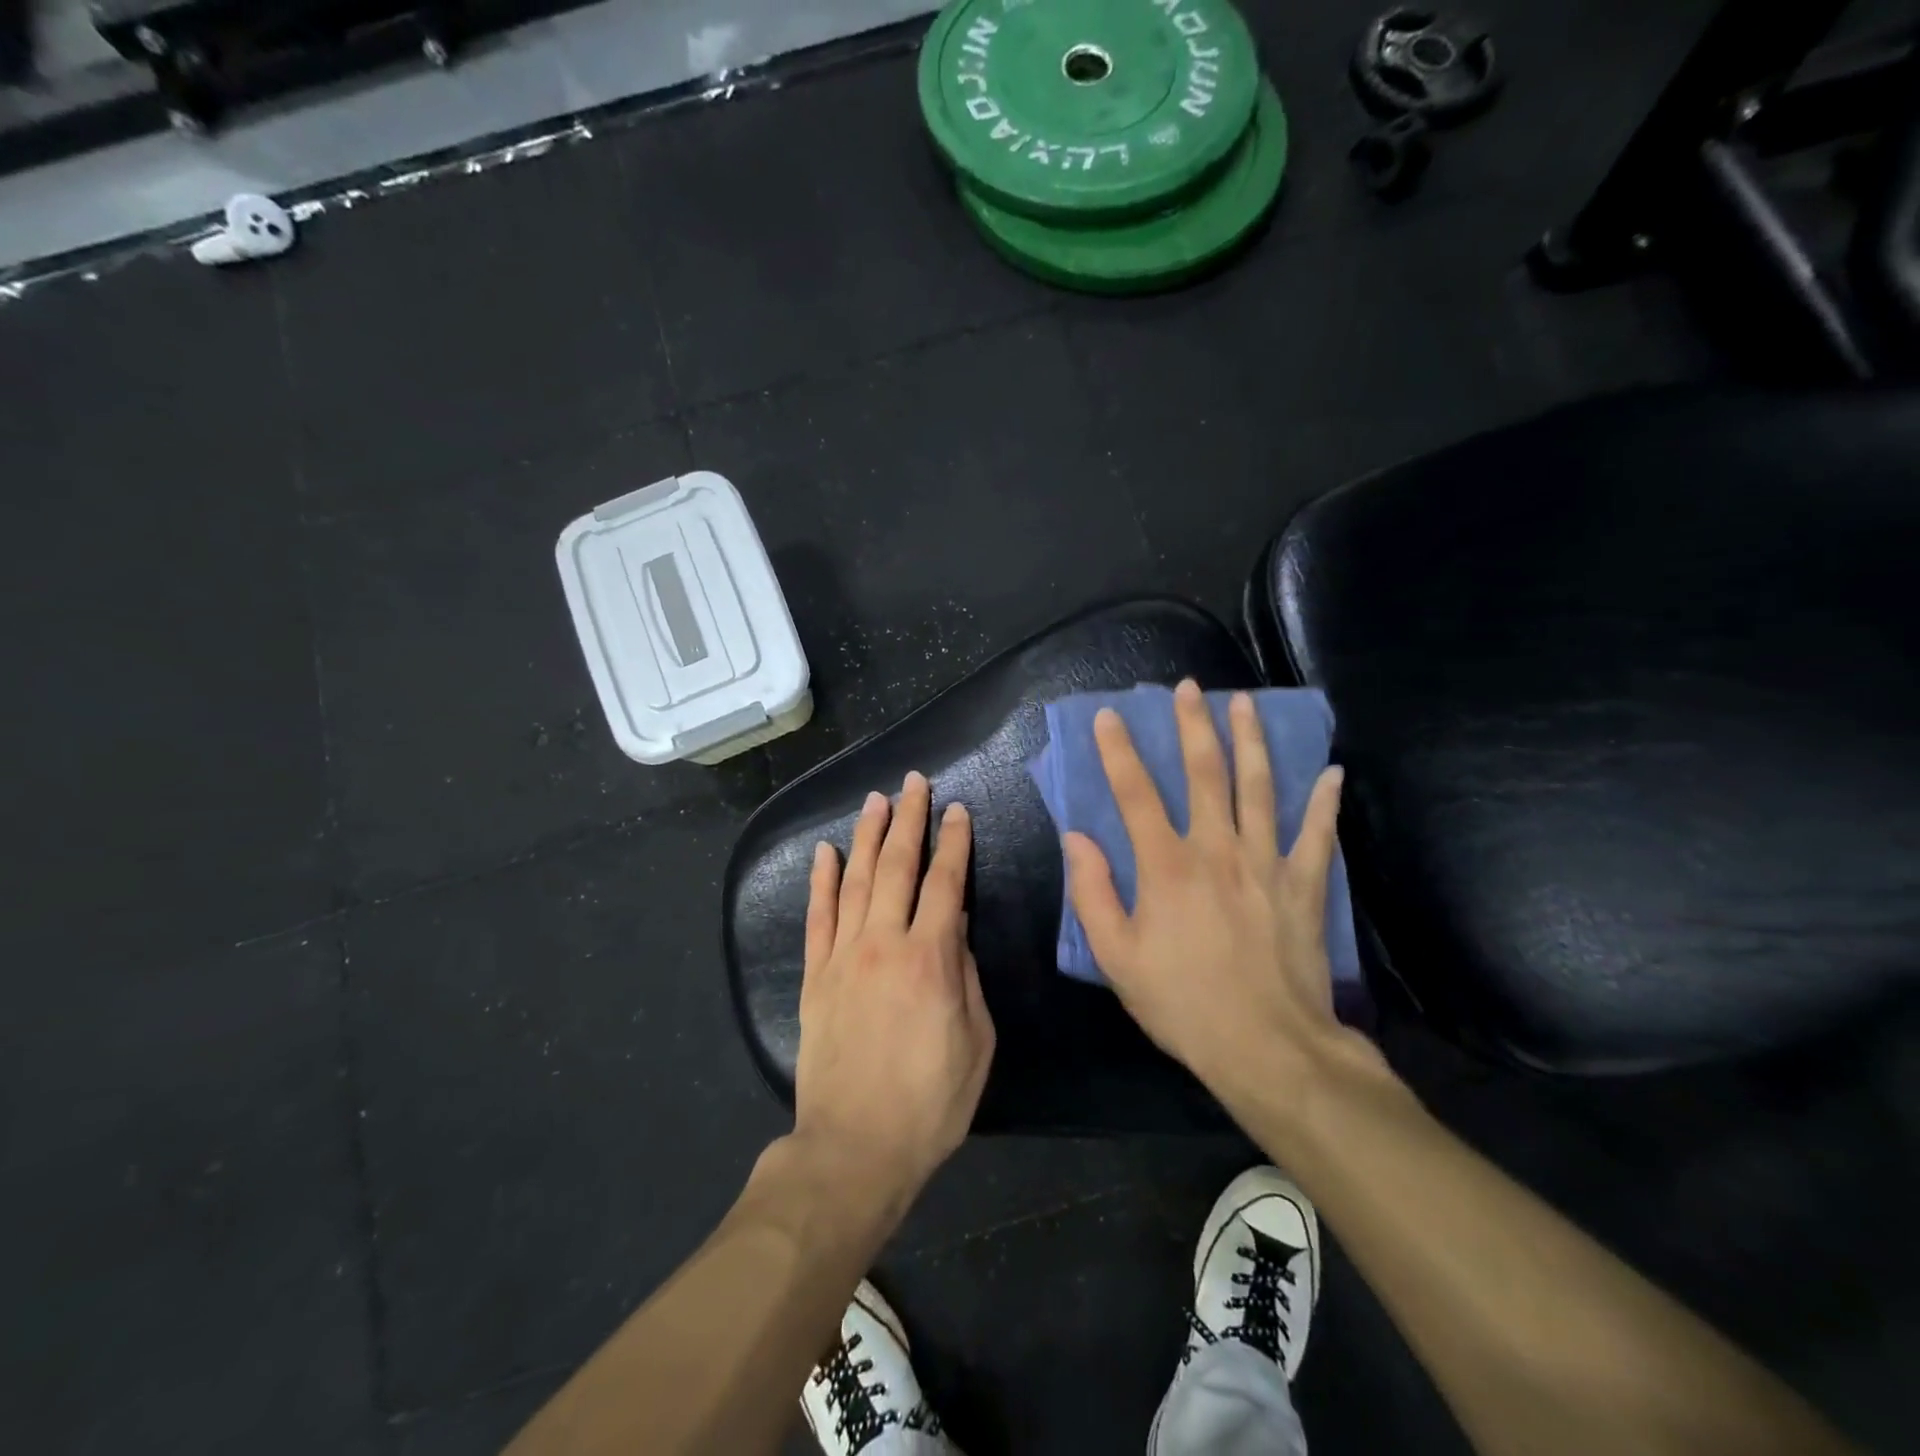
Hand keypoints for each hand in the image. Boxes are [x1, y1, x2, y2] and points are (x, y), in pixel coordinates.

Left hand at [792, 771, 994, 1217]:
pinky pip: (817, 916)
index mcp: (930, 959)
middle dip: (909, 819)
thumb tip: (956, 926)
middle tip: (914, 783)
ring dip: (868, 836)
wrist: (854, 1148)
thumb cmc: (929, 1102)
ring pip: (856, 880)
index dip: (955, 842)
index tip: (959, 810)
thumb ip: (966, 976)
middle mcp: (884, 943)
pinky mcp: (816, 976)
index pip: (946, 883)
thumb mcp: (976, 1043)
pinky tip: (825, 852)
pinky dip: (821, 881)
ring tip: (876, 801)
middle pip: (898, 866)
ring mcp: (843, 956)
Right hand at [1063, 679, 1362, 1103]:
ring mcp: (1266, 863)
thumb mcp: (1116, 957)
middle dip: (1194, 726)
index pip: (1136, 793)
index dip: (1119, 751)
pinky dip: (1324, 802)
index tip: (1110, 716)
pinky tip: (1332, 773)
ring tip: (1246, 704)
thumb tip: (1077, 838)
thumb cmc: (1182, 1003)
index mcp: (1166, 866)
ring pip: (1260, 788)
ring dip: (1252, 741)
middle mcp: (1217, 850)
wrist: (1268, 1048)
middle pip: (1204, 774)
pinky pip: (1317, 834)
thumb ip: (1092, 893)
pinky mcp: (1304, 885)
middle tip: (1190, 687)